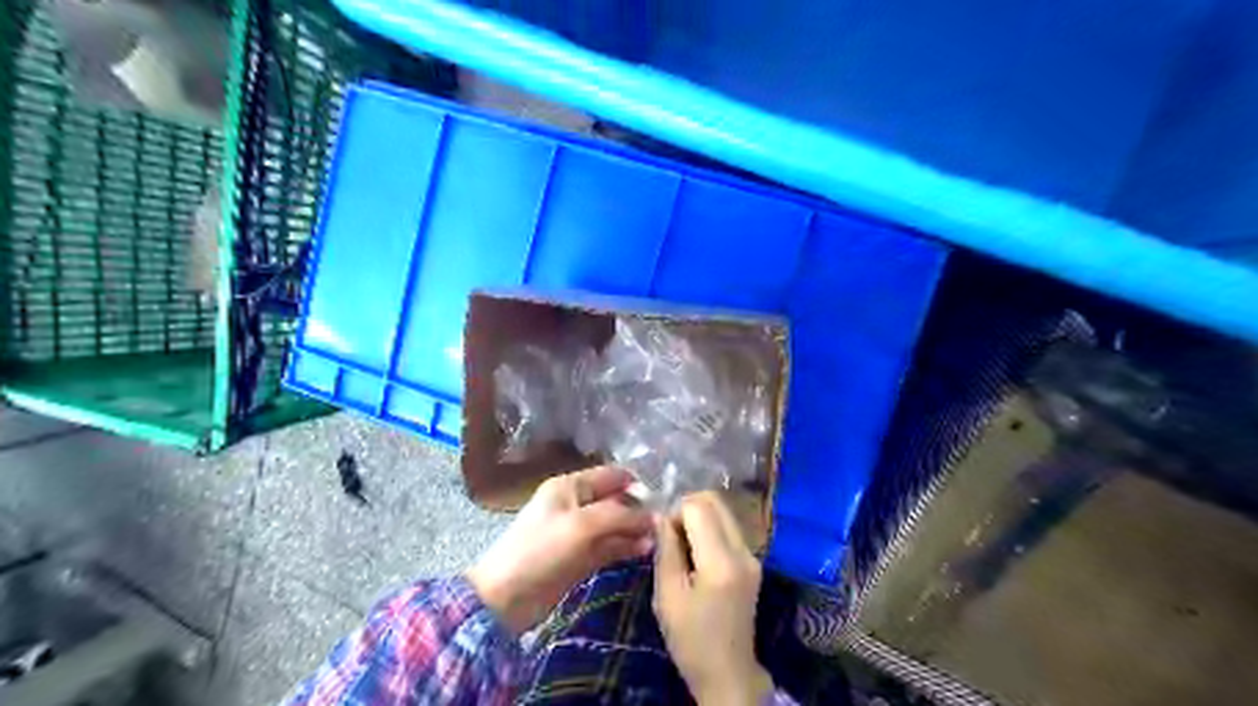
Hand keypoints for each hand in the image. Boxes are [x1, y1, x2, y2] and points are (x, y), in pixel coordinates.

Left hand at [467, 469, 653, 632]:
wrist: (505, 599)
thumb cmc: (541, 550)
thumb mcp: (582, 526)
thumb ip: (620, 516)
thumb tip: (653, 516)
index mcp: (570, 486)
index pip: (611, 475)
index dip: (636, 483)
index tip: (663, 497)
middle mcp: (576, 504)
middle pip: (615, 500)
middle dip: (639, 509)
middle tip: (666, 522)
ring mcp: (578, 533)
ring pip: (615, 525)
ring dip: (635, 530)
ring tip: (660, 539)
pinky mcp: (581, 558)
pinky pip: (609, 547)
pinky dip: (626, 547)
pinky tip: (646, 551)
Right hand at [654, 490, 771, 704]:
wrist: (728, 672)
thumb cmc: (691, 639)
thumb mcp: (667, 595)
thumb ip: (666, 549)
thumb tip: (659, 514)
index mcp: (721, 561)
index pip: (698, 507)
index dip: (675, 511)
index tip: (662, 534)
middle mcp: (743, 550)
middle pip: (715, 501)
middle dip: (688, 507)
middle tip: (670, 534)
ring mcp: (752, 555)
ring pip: (723, 511)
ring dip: (699, 517)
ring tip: (682, 545)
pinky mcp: (753, 561)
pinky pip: (729, 527)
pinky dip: (709, 529)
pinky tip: (696, 554)